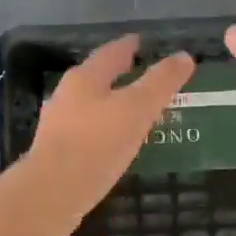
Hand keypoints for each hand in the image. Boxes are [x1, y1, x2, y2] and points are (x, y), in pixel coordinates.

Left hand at [18, 35, 195, 235]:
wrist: (51, 194)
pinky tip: (115, 143)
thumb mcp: (137, 109)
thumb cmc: (97, 144)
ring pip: (91, 105)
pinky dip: (104, 130)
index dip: (129, 46)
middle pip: (97, 78)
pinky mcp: (57, 153)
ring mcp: (59, 125)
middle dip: (120, 75)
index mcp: (85, 78)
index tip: (141, 42)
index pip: (111, 52)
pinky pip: (87, 132)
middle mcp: (67, 95)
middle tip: (143, 76)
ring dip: (112, 104)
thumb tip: (184, 56)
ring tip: (135, 111)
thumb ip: (161, 82)